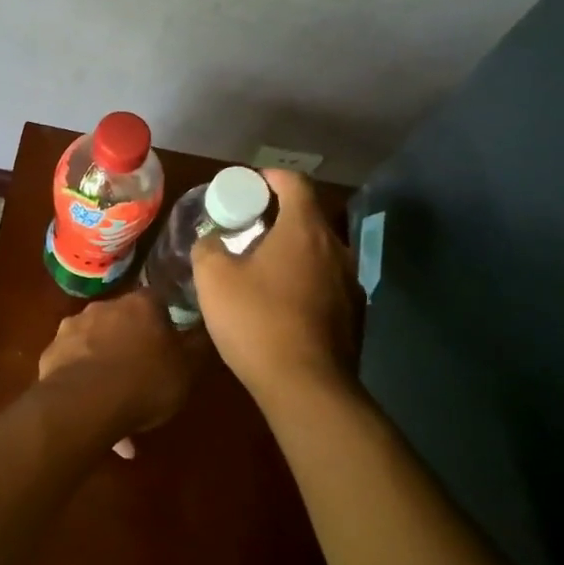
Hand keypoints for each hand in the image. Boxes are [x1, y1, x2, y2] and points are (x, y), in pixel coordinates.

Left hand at [37, 288, 193, 457]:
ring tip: (116, 402)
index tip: (169, 342)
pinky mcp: (51, 351)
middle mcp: (104, 306)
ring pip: (96, 343)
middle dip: (131, 343)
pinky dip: (83, 379)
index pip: (157, 300)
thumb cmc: (145, 381)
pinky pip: (74, 363)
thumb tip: (202, 330)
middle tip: (142, 374)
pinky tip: (92, 409)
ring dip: (106, 363)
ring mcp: (72, 327)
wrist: (84, 403)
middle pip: (122, 320)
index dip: (164, 321)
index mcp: (140, 304)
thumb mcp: (186, 370)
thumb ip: (196, 347)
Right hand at [191, 169, 356, 404]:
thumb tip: (213, 241)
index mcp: (305, 230)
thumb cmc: (257, 321)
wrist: (307, 387)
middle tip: (246, 228)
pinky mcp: (354, 315)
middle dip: (278, 216)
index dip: (270, 177)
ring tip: (262, 267)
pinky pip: (326, 282)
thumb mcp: (213, 279)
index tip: (249, 185)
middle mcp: (336, 249)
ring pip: (319, 252)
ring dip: (292, 250)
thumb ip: (209, 248)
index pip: (294, 182)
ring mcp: (351, 283)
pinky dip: (304, 280)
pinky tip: (281, 303)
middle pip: (309, 217)